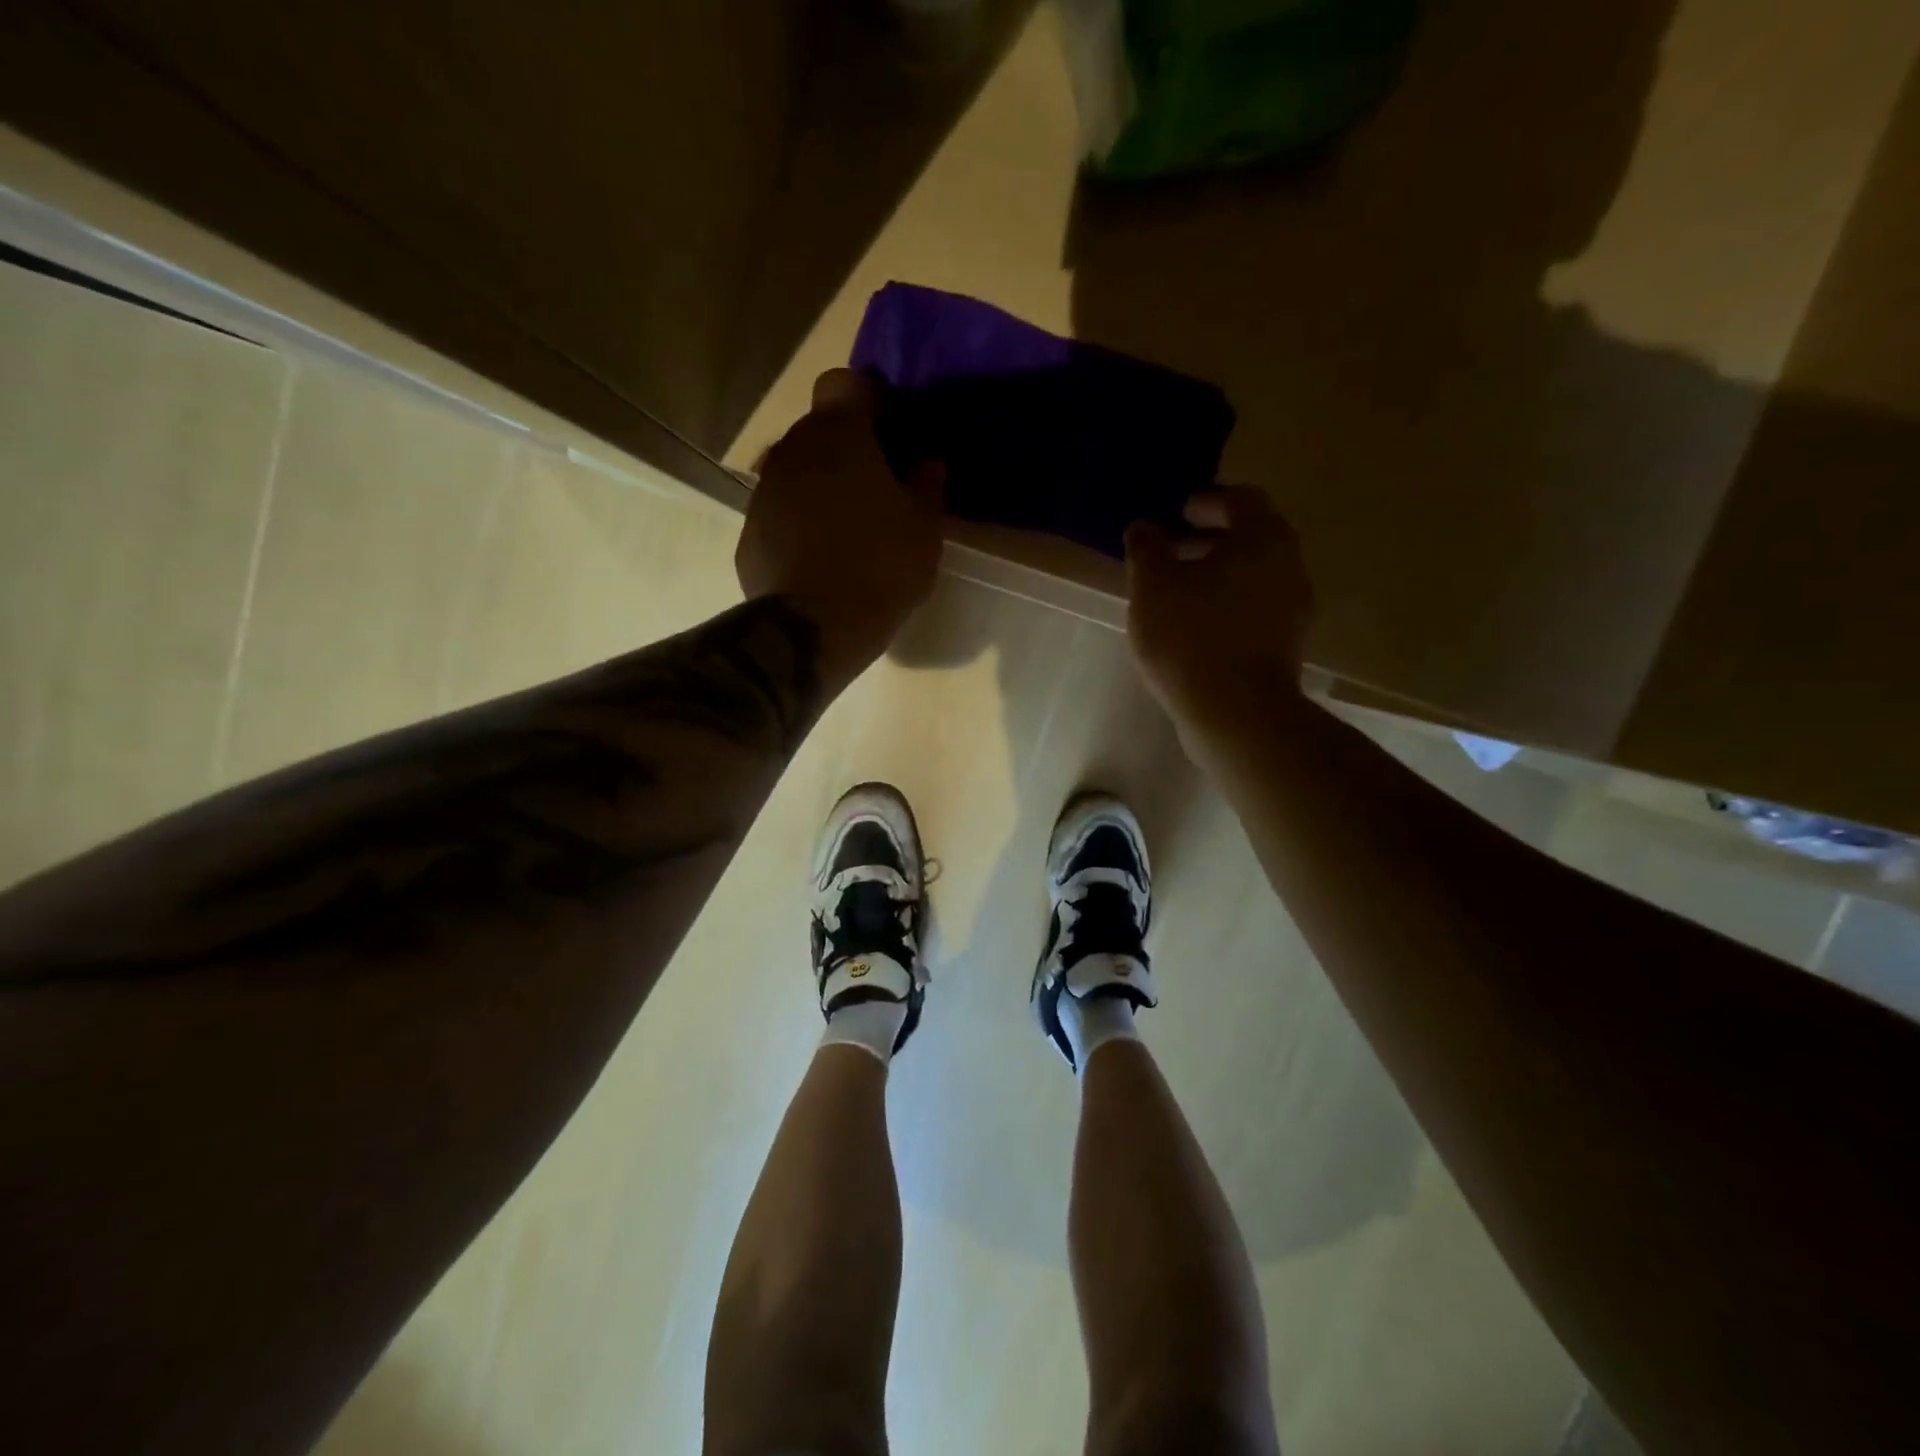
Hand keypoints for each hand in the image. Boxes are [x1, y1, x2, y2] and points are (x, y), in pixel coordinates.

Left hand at [736, 370, 944, 680]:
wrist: (813, 629)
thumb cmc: (880, 569)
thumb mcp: (924, 531)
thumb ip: (928, 487)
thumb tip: (928, 464)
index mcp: (840, 436)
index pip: (845, 383)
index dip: (869, 401)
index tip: (889, 433)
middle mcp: (793, 450)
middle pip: (819, 429)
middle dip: (845, 447)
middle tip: (875, 486)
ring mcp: (764, 490)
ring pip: (796, 469)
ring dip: (820, 485)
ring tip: (846, 526)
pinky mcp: (748, 530)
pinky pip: (779, 510)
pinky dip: (797, 521)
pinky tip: (818, 556)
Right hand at [1124, 487, 1313, 740]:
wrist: (1236, 713)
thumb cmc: (1191, 636)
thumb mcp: (1153, 585)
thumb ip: (1146, 548)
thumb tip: (1144, 527)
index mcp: (1264, 539)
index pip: (1241, 500)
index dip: (1206, 501)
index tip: (1177, 513)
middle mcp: (1289, 566)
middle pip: (1250, 538)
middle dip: (1208, 539)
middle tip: (1170, 551)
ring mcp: (1293, 609)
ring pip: (1252, 576)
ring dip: (1216, 575)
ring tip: (1175, 592)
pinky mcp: (1285, 645)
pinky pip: (1253, 609)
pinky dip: (1225, 605)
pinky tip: (1193, 626)